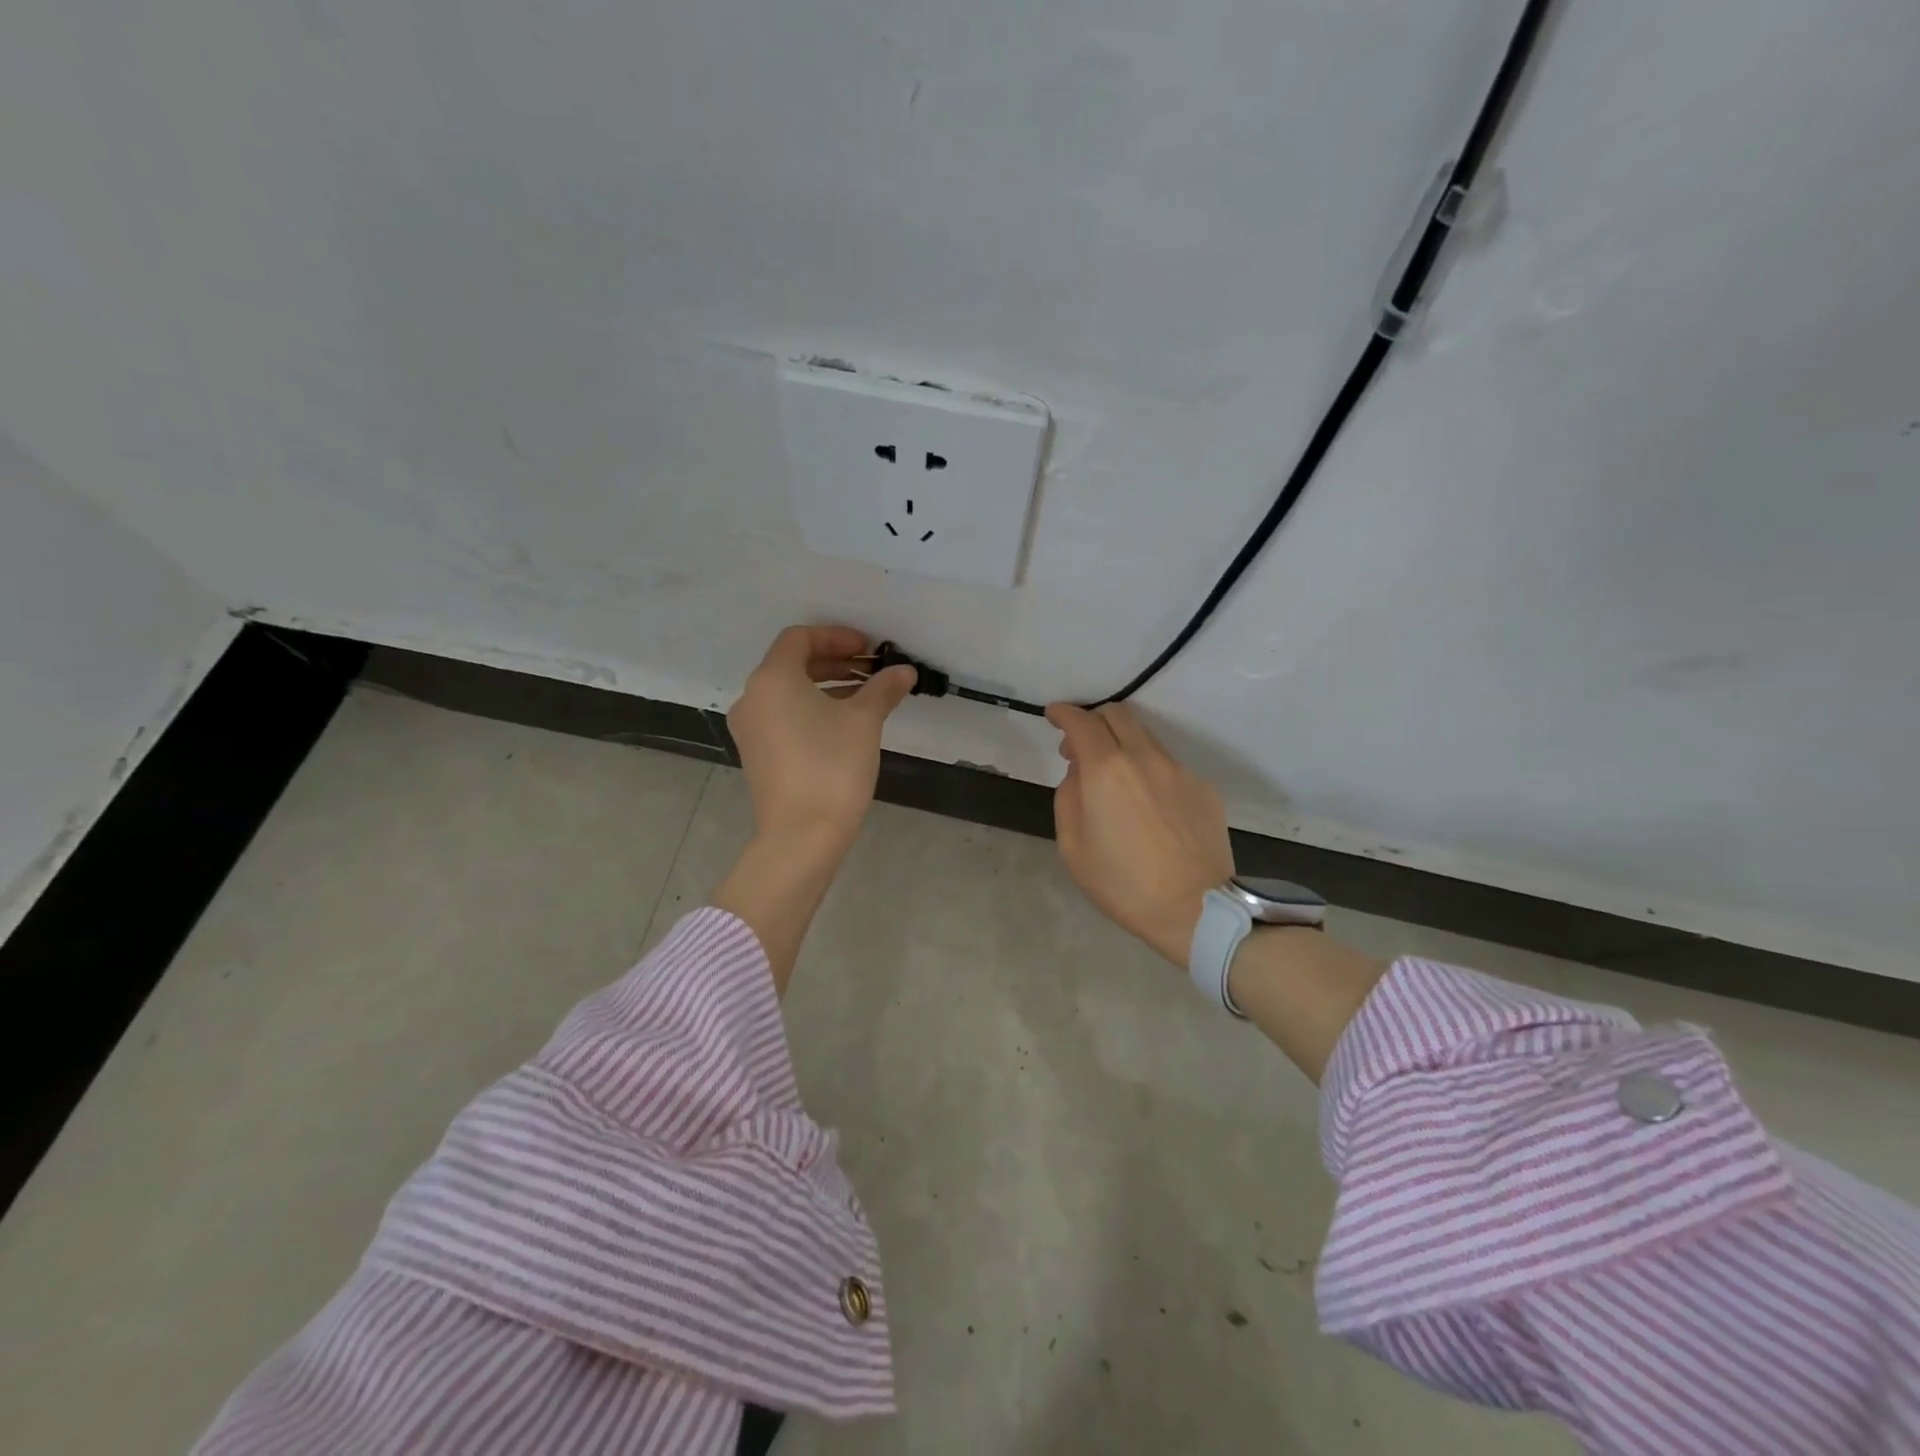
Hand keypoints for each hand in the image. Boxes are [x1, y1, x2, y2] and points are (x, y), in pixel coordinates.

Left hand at [728, 625, 916, 848]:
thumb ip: (882, 689)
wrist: (801, 834)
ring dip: (825, 685)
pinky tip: (842, 723)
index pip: (800, 638)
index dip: (836, 636)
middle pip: (792, 663)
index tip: (868, 648)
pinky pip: (783, 715)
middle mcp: (753, 697)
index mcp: (772, 679)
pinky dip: (810, 708)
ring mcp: (750, 728)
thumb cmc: (832, 767)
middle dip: (834, 660)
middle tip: (871, 669)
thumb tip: (904, 671)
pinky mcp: (756, 754)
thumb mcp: (864, 721)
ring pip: (788, 691)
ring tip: (864, 695)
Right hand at [1046, 702, 1234, 966]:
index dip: (1063, 713)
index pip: (1082, 722)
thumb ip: (1069, 796)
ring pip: (1145, 738)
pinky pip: (1168, 766)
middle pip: (1117, 714)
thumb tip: (1080, 771)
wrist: (1196, 910)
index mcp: (1107, 770)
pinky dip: (1149, 771)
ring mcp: (1180, 770)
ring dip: (1122, 745)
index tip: (1053, 715)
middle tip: (1080, 748)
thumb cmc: (1123, 884)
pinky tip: (1148, 806)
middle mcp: (1146, 758)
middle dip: (1093, 720)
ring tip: (1114, 780)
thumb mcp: (1073, 846)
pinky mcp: (1204, 788)